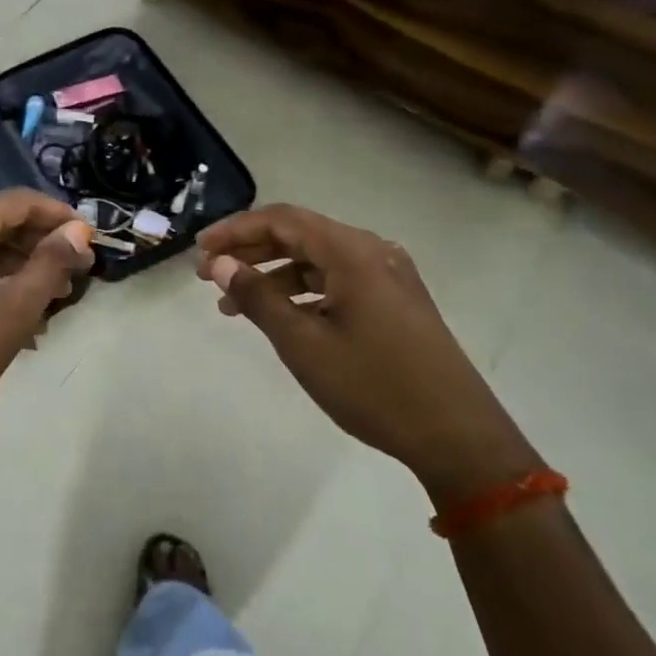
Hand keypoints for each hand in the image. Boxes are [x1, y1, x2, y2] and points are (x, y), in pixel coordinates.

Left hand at [0, 190, 92, 456]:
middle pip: (0, 221)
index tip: (91, 238)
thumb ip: (51, 263)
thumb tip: (78, 231)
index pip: (19, 202)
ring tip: (55, 297)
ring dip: (21, 265)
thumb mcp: (15, 310)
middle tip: (78, 272)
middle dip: (42, 244)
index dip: (59, 215)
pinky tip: (20, 311)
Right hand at [197, 204, 541, 502]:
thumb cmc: (373, 386)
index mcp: (353, 253)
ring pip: (318, 261)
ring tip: (233, 305)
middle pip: (300, 235)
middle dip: (250, 251)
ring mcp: (389, 278)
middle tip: (208, 275)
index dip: (236, 230)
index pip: (283, 220)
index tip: (200, 251)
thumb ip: (258, 298)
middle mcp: (373, 253)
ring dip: (273, 276)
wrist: (456, 435)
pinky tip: (280, 317)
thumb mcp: (303, 344)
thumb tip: (222, 264)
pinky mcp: (396, 303)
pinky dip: (302, 293)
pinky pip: (338, 282)